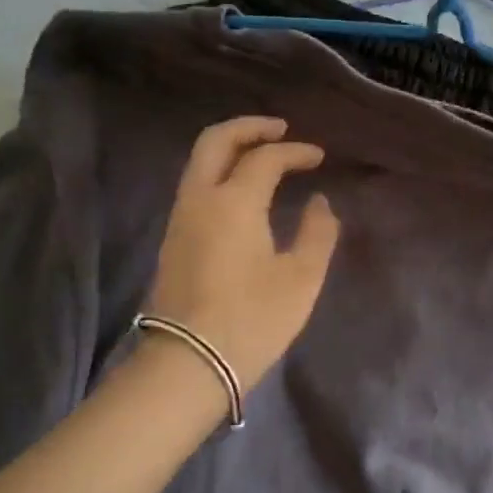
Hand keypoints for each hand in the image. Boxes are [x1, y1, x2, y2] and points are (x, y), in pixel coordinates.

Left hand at [143, 117, 340, 388]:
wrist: (189, 365)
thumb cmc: (253, 320)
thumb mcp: (301, 278)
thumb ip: (317, 233)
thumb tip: (318, 203)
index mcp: (234, 202)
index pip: (265, 158)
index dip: (295, 152)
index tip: (319, 158)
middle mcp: (200, 199)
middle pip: (216, 141)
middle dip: (249, 127)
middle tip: (280, 129)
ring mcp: (180, 218)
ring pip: (199, 162)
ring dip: (231, 148)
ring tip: (263, 155)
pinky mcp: (173, 239)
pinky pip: (195, 185)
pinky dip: (219, 171)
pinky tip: (242, 189)